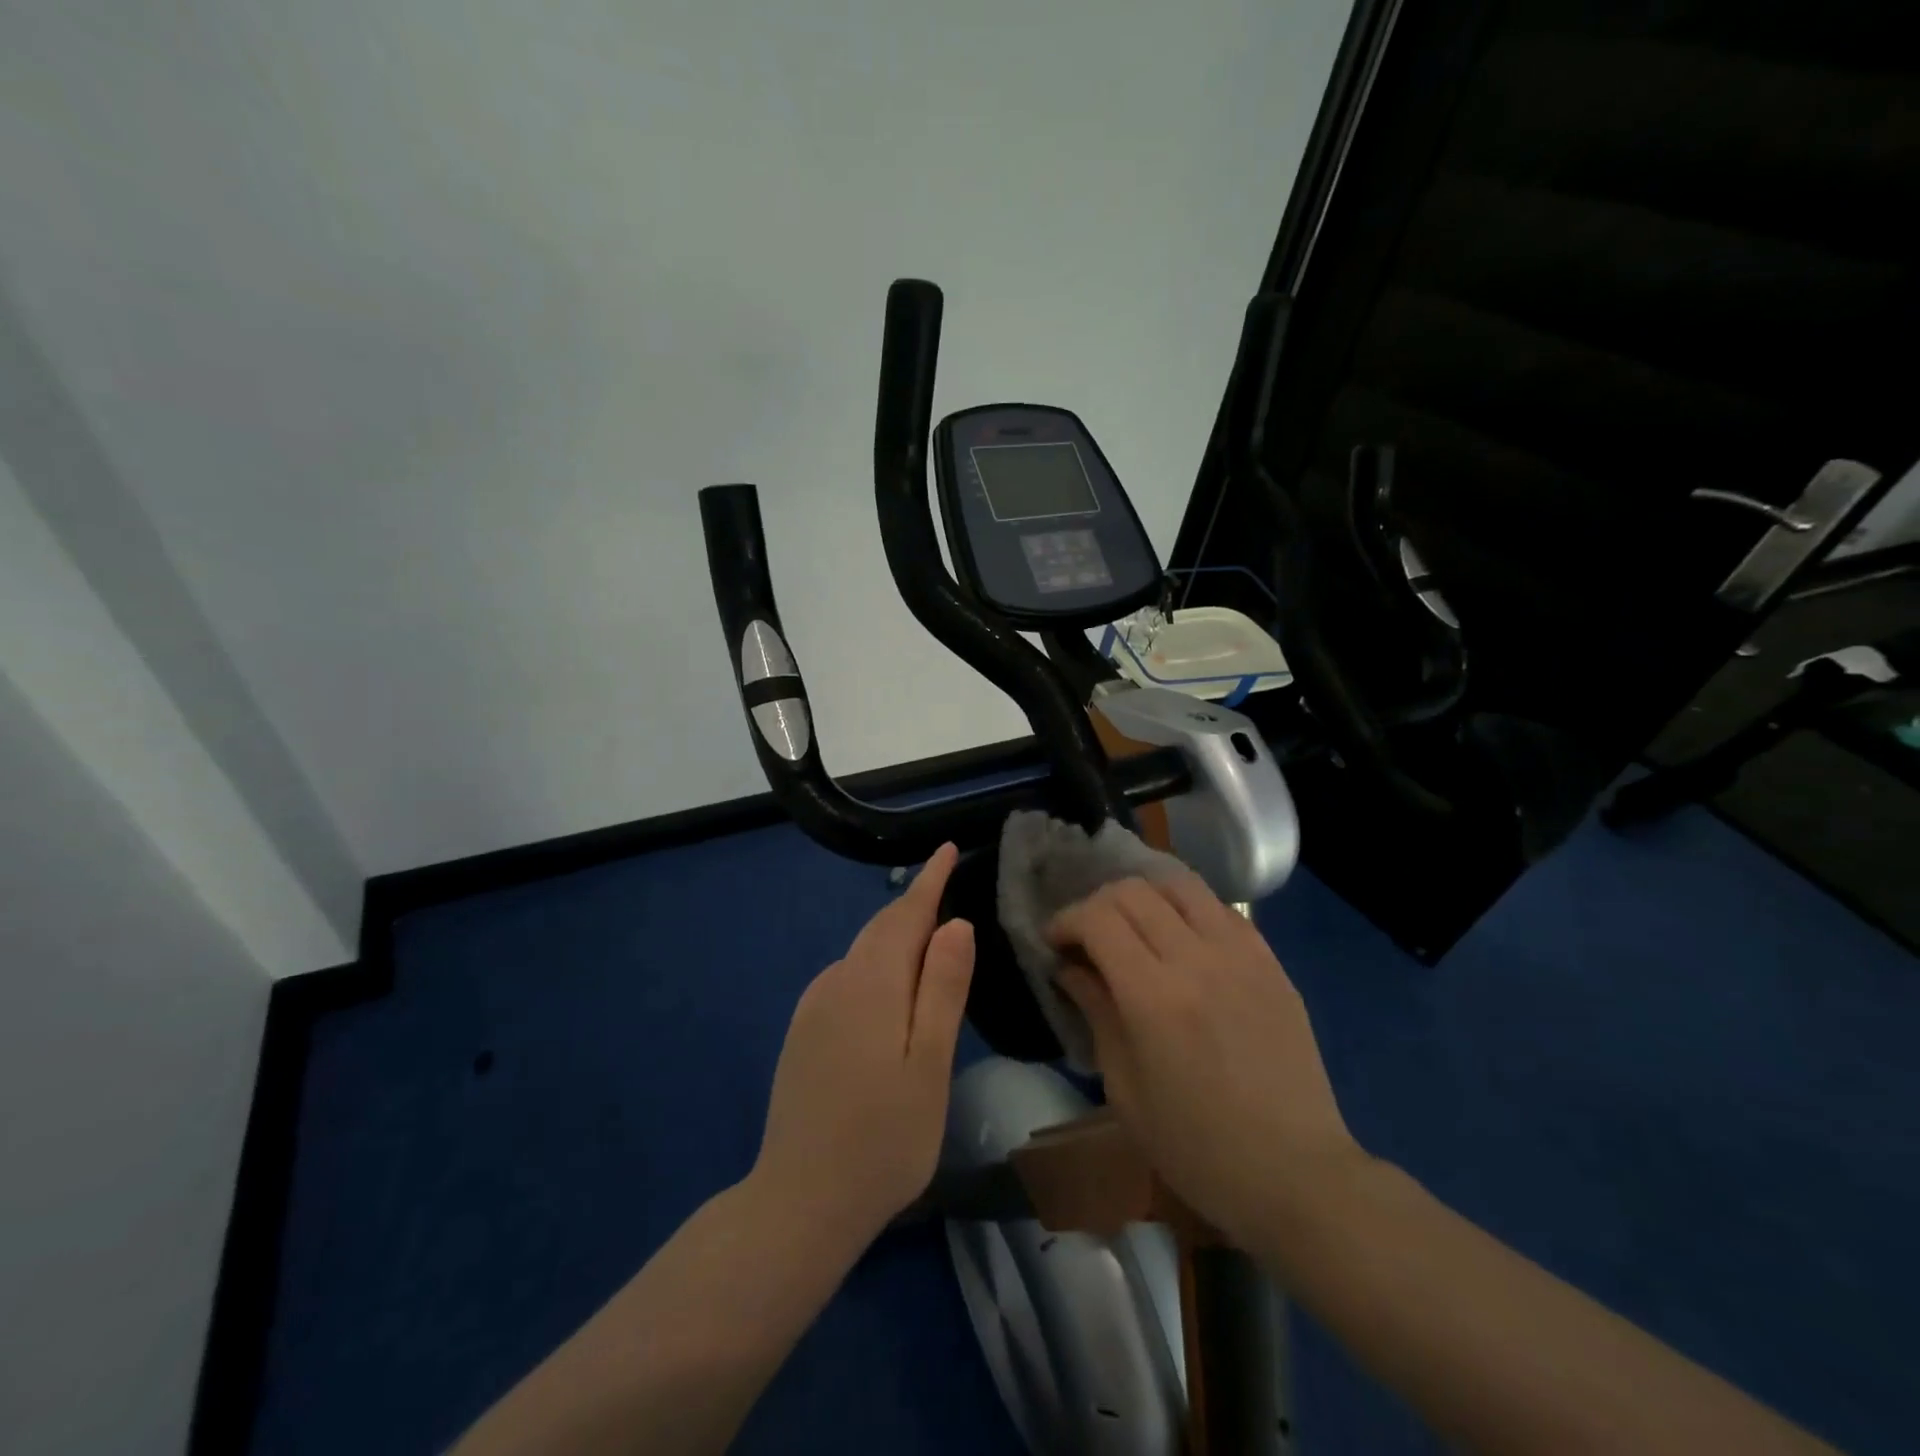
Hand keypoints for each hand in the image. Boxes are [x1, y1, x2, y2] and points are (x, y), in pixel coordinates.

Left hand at [751, 843, 974, 1247]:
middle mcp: (836, 982)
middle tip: (946, 889)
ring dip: (895, 937)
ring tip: (928, 939)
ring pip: (862, 953)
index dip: (930, 880)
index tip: (946, 849)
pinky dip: (875, 966)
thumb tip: (956, 924)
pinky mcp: (802, 1033)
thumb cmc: (883, 1138)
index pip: (905, 914)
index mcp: (872, 984)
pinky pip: (846, 978)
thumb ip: (943, 989)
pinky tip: (888, 991)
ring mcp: (813, 1008)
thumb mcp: (930, 1065)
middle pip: (880, 929)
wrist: (799, 1202)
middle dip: (913, 905)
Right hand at [1047, 874, 1363, 1246]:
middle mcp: (1197, 959)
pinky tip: (1181, 940)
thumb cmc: (1197, 1147)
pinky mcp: (1271, 961)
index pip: (1098, 918)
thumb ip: (1096, 1012)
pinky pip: (1220, 909)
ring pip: (1180, 884)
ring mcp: (1241, 954)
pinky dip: (1187, 910)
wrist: (1296, 1173)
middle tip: (1088, 935)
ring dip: (1144, 895)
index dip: (1067, 920)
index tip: (1055, 942)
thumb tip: (1070, 967)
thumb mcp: (1125, 1089)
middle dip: (1098, 903)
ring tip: (1133, 925)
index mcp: (1154, 996)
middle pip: (1134, 891)